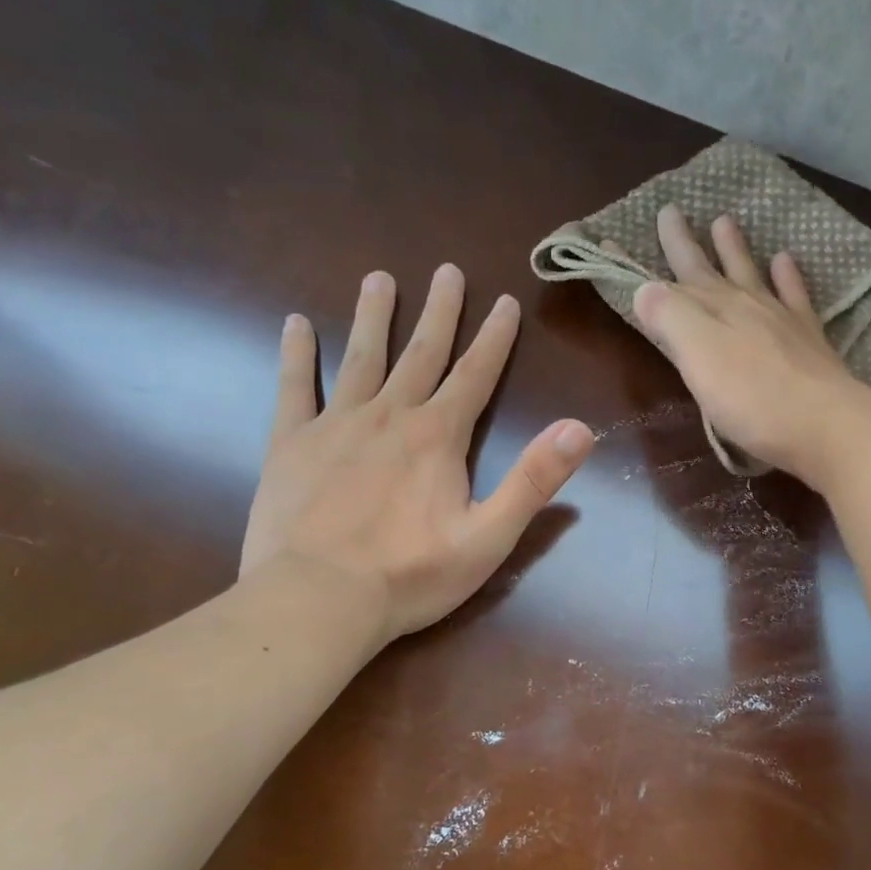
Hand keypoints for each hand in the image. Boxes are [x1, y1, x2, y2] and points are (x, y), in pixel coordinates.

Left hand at [240, 264, 593, 640]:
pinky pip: (294, 387)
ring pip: (360, 357)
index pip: (475, 375)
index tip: (505, 301)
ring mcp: (335, 424)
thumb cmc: (410, 574)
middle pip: (420, 353)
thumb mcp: (489, 537)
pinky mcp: (290, 443)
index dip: (494, 338)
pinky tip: (295, 325)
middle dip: (439, 311)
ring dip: (373, 316)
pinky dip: (296, 354)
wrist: (317, 599)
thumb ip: (534, 480)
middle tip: (447, 270)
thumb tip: (580, 429)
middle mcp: (389, 415)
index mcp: (438, 436)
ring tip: (379, 278)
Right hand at [632, 205, 870, 489]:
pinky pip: (794, 294)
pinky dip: (787, 275)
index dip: (633, 266)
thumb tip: (644, 287)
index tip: (609, 242)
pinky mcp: (807, 338)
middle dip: (683, 243)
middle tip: (671, 210)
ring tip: (725, 221)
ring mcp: (779, 318)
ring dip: (734, 248)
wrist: (823, 423)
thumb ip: (669, 318)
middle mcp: (742, 305)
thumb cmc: (750, 398)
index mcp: (708, 311)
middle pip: (706, 268)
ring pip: (750, 272)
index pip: (662, 283)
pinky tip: (785, 260)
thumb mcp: (697, 358)